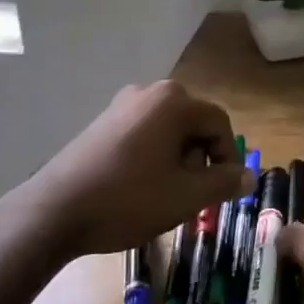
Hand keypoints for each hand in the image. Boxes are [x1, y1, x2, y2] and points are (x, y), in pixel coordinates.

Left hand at [16, 81, 250, 258]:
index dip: (227, 158)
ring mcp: (122, 104)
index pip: (219, 123)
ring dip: (177, 160)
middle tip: (190, 195)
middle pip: (193, 123)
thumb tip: (249, 176)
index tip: (220, 191)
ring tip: (164, 195)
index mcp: (174, 101)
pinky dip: (152, 156)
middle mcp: (150, 92)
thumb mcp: (186, 197)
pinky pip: (144, 133)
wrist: (54, 212)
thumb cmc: (128, 200)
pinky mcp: (102, 122)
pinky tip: (138, 187)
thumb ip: (224, 183)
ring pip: (168, 130)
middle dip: (199, 159)